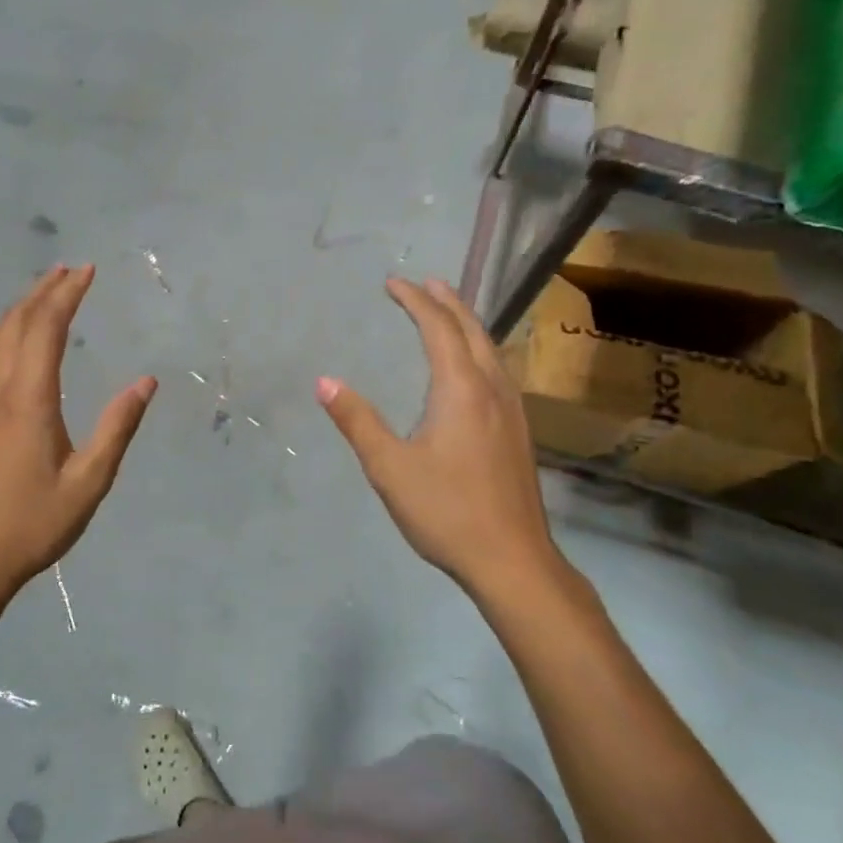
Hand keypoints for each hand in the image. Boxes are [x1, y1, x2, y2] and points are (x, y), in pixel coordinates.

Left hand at [0, 265, 155, 608]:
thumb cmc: (32, 524)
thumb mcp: (88, 483)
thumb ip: (117, 429)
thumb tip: (146, 382)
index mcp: (27, 401)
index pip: (45, 329)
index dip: (66, 295)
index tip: (87, 271)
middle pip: (15, 324)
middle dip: (43, 291)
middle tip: (70, 269)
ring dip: (19, 308)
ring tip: (44, 292)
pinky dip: (5, 331)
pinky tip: (18, 340)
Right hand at [318, 277, 560, 604]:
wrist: (512, 559)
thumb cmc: (446, 511)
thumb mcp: (389, 467)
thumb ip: (357, 420)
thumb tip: (324, 382)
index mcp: (461, 389)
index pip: (438, 328)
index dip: (415, 301)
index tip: (393, 283)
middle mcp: (492, 389)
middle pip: (472, 330)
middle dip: (448, 302)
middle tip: (426, 282)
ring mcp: (512, 410)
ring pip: (491, 350)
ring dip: (467, 324)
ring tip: (449, 312)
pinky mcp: (518, 432)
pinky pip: (498, 370)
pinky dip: (479, 349)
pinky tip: (474, 368)